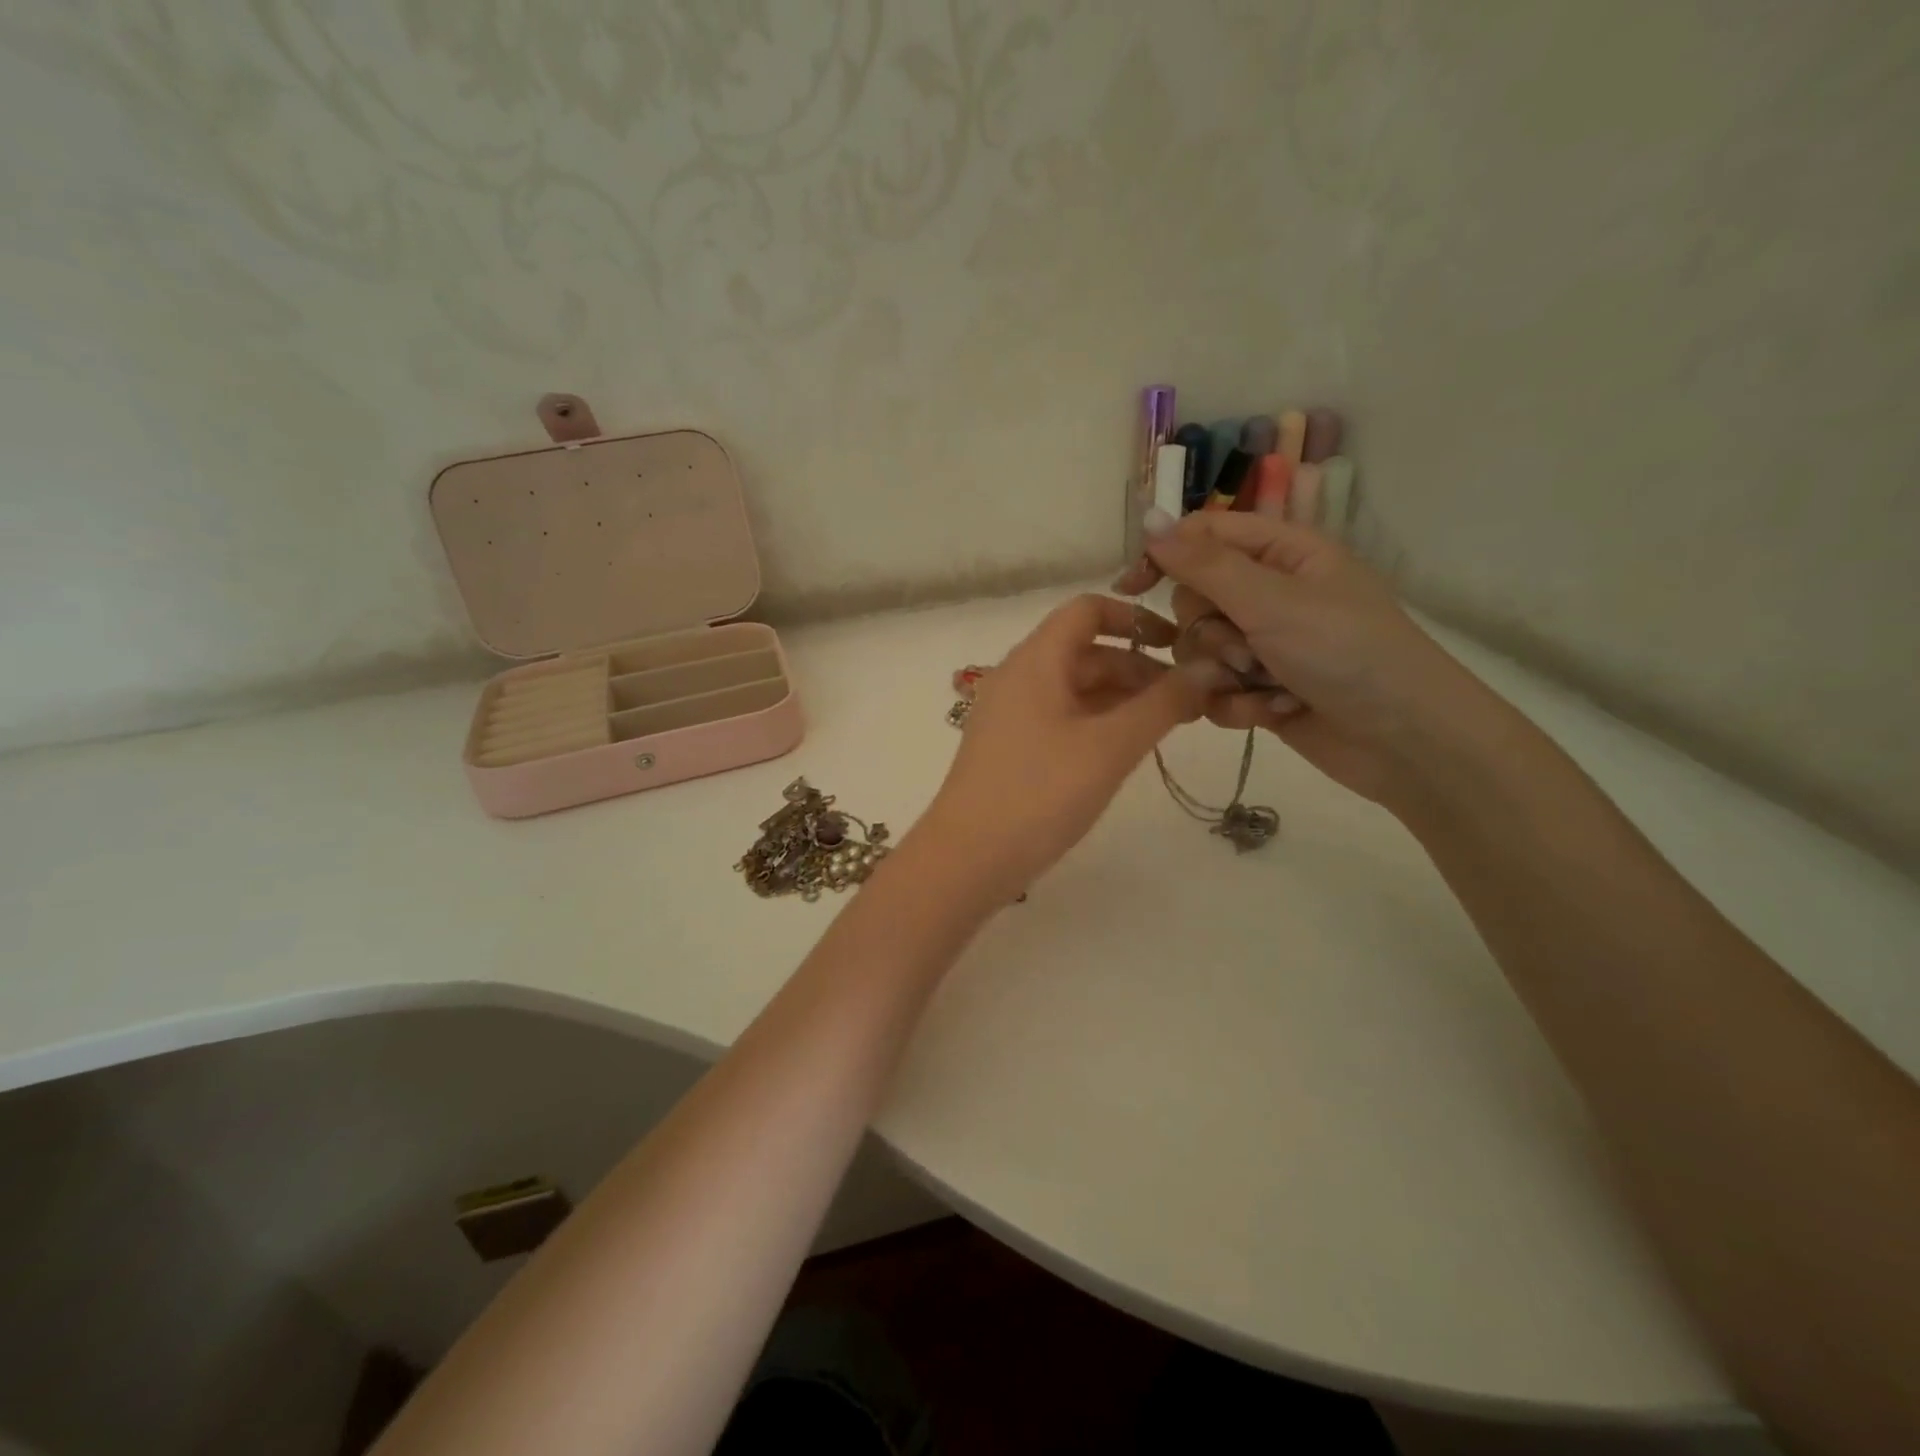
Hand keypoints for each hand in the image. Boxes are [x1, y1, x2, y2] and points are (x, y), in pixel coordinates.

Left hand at [923, 594, 1228, 897]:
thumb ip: (1162, 705)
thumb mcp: (1110, 747)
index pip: (1087, 610)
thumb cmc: (1039, 794)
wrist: (967, 860)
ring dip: (1122, 698)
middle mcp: (1018, 677)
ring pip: (1075, 688)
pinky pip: (1061, 717)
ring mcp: (1010, 714)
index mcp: (1035, 660)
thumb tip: (1210, 669)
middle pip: (1085, 651)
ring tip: (1169, 725)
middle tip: (1190, 699)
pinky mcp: (1010, 748)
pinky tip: (1127, 748)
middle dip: (1138, 667)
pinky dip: (1097, 722)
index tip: (1178, 645)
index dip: (1135, 618)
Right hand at [1112, 510, 1489, 808]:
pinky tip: (1273, 713)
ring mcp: (1266, 646)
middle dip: (1210, 632)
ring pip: (1200, 651)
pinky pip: (1216, 691)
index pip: (1204, 537)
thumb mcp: (1271, 600)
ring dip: (1224, 673)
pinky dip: (1239, 705)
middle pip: (1194, 601)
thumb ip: (1203, 564)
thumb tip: (1148, 518)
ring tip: (1266, 686)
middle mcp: (1270, 595)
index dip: (1165, 556)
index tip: (1130, 587)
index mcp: (1283, 554)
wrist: (1404, 741)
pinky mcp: (1261, 691)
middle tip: (1245, 649)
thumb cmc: (1345, 652)